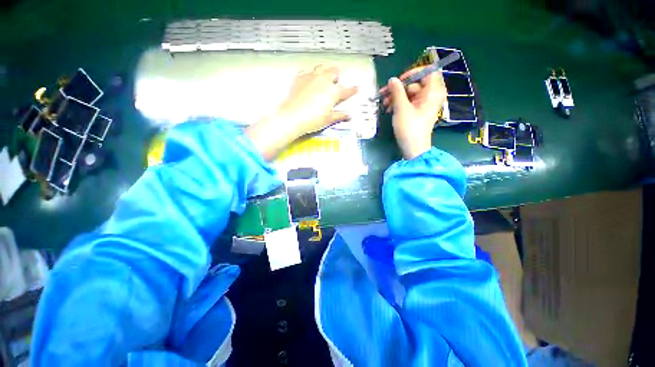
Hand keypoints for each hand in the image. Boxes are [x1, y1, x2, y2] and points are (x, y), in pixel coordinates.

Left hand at [247, 65, 357, 159]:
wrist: (292, 117)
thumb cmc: (311, 119)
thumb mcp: (328, 119)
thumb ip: (339, 115)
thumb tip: (347, 115)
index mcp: (333, 92)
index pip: (346, 90)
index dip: (352, 90)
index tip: (355, 88)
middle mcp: (323, 81)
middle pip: (334, 71)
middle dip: (338, 75)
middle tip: (337, 80)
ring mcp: (311, 77)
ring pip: (321, 67)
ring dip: (325, 70)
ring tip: (325, 75)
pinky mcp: (299, 78)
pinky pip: (307, 72)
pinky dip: (311, 75)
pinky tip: (310, 79)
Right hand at [381, 67, 446, 159]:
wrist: (413, 148)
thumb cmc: (409, 128)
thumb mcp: (401, 108)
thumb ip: (397, 91)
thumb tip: (392, 80)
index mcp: (433, 92)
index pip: (428, 72)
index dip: (413, 73)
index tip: (399, 80)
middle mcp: (431, 95)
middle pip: (416, 83)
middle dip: (399, 88)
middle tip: (385, 94)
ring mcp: (425, 104)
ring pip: (410, 93)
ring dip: (396, 97)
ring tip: (385, 104)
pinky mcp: (419, 111)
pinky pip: (409, 101)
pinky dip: (399, 103)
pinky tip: (389, 109)